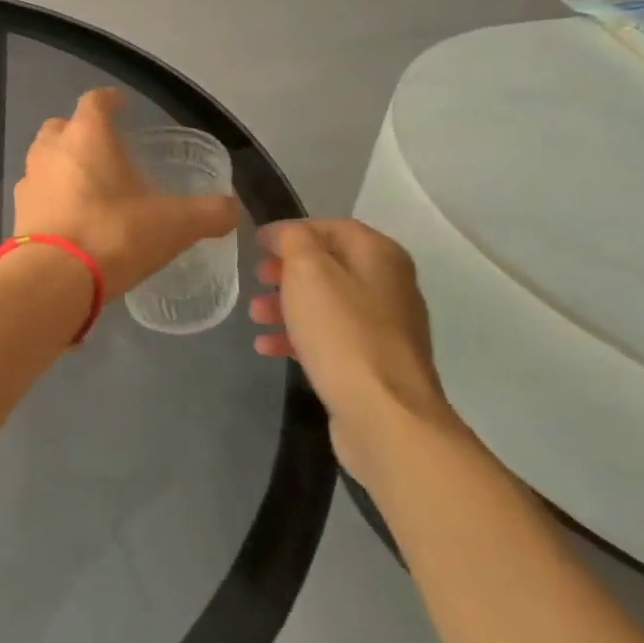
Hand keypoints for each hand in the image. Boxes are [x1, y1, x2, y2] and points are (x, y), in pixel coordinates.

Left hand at [12, 89, 237, 299]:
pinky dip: (52, 197)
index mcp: (87, 136)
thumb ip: (208, 213)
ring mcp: (29, 181)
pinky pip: (37, 193)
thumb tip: (233, 210)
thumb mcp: (174, 225)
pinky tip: (72, 218)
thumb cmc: (115, 235)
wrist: (52, 280)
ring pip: (45, 159)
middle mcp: (51, 149)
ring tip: (89, 186)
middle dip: (81, 132)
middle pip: (62, 126)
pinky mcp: (17, 213)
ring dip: (63, 165)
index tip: (123, 106)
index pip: (95, 101)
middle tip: (106, 150)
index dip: (110, 100)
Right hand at [249, 219, 459, 484]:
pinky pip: (329, 338)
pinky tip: (268, 347)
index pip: (330, 226)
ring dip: (286, 305)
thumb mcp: (307, 270)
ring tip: (255, 316)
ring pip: (325, 303)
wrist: (385, 415)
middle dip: (285, 271)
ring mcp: (384, 327)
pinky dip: (298, 336)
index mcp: (379, 255)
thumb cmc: (342, 331)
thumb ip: (292, 239)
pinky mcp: (373, 363)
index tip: (255, 244)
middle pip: (328, 265)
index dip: (290, 231)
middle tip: (256, 278)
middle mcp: (389, 285)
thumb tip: (283, 234)